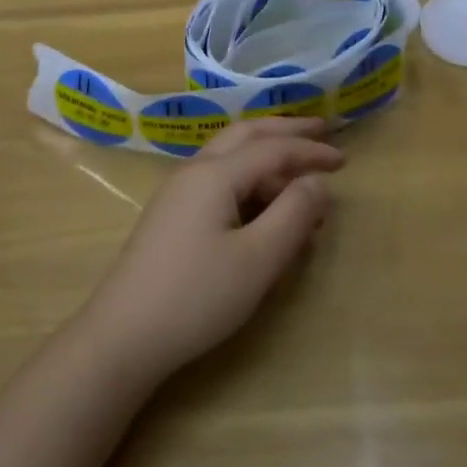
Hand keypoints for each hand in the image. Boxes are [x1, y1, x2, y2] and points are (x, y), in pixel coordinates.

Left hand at [80, 116, 342, 382]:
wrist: (122, 336)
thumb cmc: (196, 296)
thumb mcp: (257, 260)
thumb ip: (293, 214)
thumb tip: (317, 183)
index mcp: (214, 174)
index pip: (272, 149)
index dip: (310, 151)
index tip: (344, 161)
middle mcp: (194, 171)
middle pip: (246, 134)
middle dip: (285, 131)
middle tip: (321, 130)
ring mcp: (178, 192)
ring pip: (230, 157)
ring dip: (267, 158)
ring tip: (301, 183)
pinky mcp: (172, 216)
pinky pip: (219, 181)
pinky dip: (249, 182)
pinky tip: (264, 210)